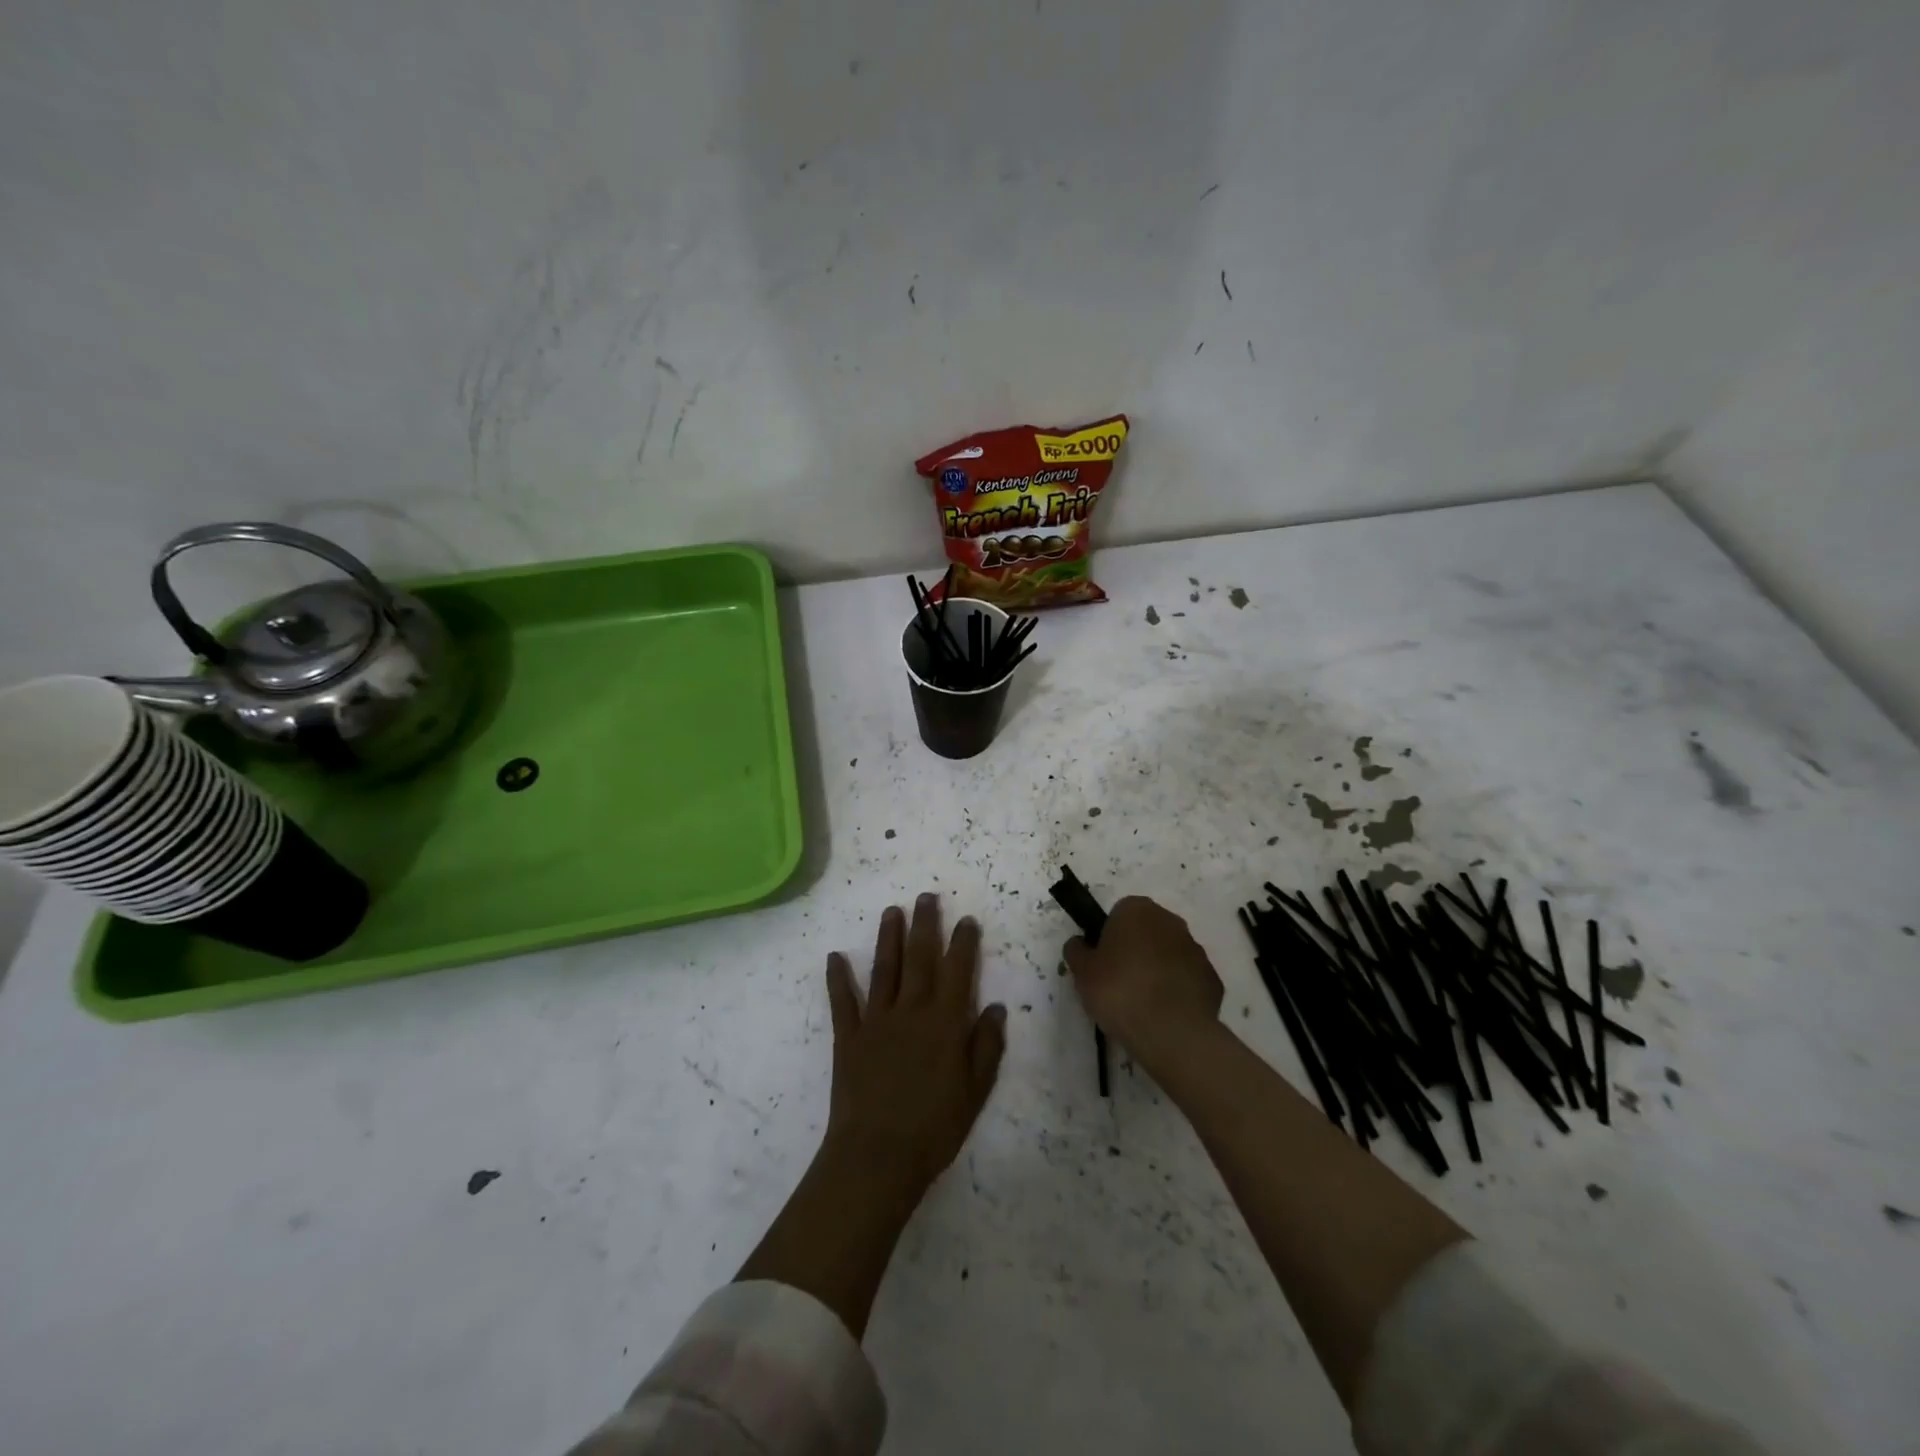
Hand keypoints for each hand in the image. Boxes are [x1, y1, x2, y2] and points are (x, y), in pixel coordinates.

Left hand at [823, 893, 1006, 1203]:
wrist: (877, 1155)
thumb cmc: (934, 1127)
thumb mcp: (975, 1091)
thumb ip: (986, 1046)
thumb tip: (995, 1007)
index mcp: (944, 1022)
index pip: (957, 970)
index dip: (963, 943)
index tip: (966, 920)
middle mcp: (911, 1010)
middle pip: (920, 958)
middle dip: (925, 924)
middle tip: (926, 897)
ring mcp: (876, 1020)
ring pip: (884, 969)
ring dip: (888, 938)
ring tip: (891, 911)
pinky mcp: (848, 1037)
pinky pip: (843, 1001)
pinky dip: (837, 979)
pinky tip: (835, 957)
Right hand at [1064, 896, 1222, 1075]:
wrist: (1172, 1033)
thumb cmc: (1119, 991)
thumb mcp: (1082, 972)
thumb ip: (1077, 950)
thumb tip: (1080, 944)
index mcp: (1137, 910)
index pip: (1118, 914)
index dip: (1107, 937)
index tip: (1101, 963)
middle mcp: (1170, 921)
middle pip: (1146, 931)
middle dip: (1134, 950)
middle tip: (1118, 982)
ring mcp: (1196, 949)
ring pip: (1168, 954)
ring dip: (1157, 970)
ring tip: (1141, 1003)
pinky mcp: (1212, 979)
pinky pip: (1186, 979)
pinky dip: (1176, 991)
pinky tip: (1164, 1014)